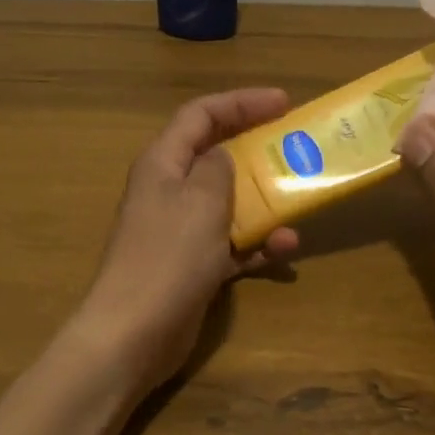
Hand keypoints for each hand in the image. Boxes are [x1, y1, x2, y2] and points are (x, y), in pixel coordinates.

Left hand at [76, 89, 299, 395]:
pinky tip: (284, 250)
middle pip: (217, 156)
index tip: (284, 103)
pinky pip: (231, 244)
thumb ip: (218, 169)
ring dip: (264, 203)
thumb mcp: (200, 200)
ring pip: (229, 203)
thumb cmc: (168, 257)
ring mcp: (180, 231)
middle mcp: (169, 191)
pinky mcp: (192, 266)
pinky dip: (256, 245)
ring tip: (300, 204)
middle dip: (257, 151)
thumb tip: (222, 156)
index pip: (201, 115)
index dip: (241, 102)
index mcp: (163, 163)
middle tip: (297, 149)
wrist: (135, 332)